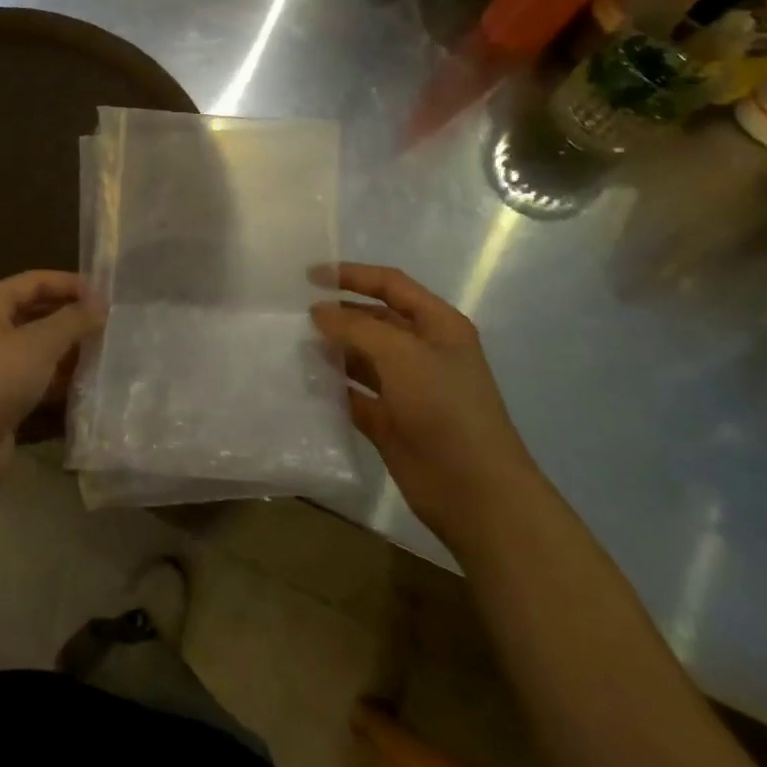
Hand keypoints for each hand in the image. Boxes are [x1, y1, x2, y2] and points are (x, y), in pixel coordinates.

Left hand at [0, 271, 101, 490]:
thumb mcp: (39, 343)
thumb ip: (73, 320)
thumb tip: (101, 304)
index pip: (35, 281)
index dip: (70, 284)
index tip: (107, 295)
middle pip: (38, 313)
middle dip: (72, 318)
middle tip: (111, 324)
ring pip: (40, 349)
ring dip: (70, 350)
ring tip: (108, 352)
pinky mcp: (2, 399)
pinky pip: (38, 380)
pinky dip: (61, 380)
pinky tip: (90, 383)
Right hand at [311, 264, 540, 553]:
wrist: (474, 491)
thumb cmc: (444, 408)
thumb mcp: (402, 354)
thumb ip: (356, 326)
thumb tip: (318, 311)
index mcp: (438, 326)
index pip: (391, 285)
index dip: (352, 275)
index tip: (309, 276)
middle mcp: (423, 351)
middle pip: (374, 319)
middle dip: (338, 313)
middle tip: (294, 313)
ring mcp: (406, 388)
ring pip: (360, 358)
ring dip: (331, 350)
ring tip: (292, 344)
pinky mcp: (389, 421)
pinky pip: (353, 394)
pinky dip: (331, 388)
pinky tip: (303, 382)